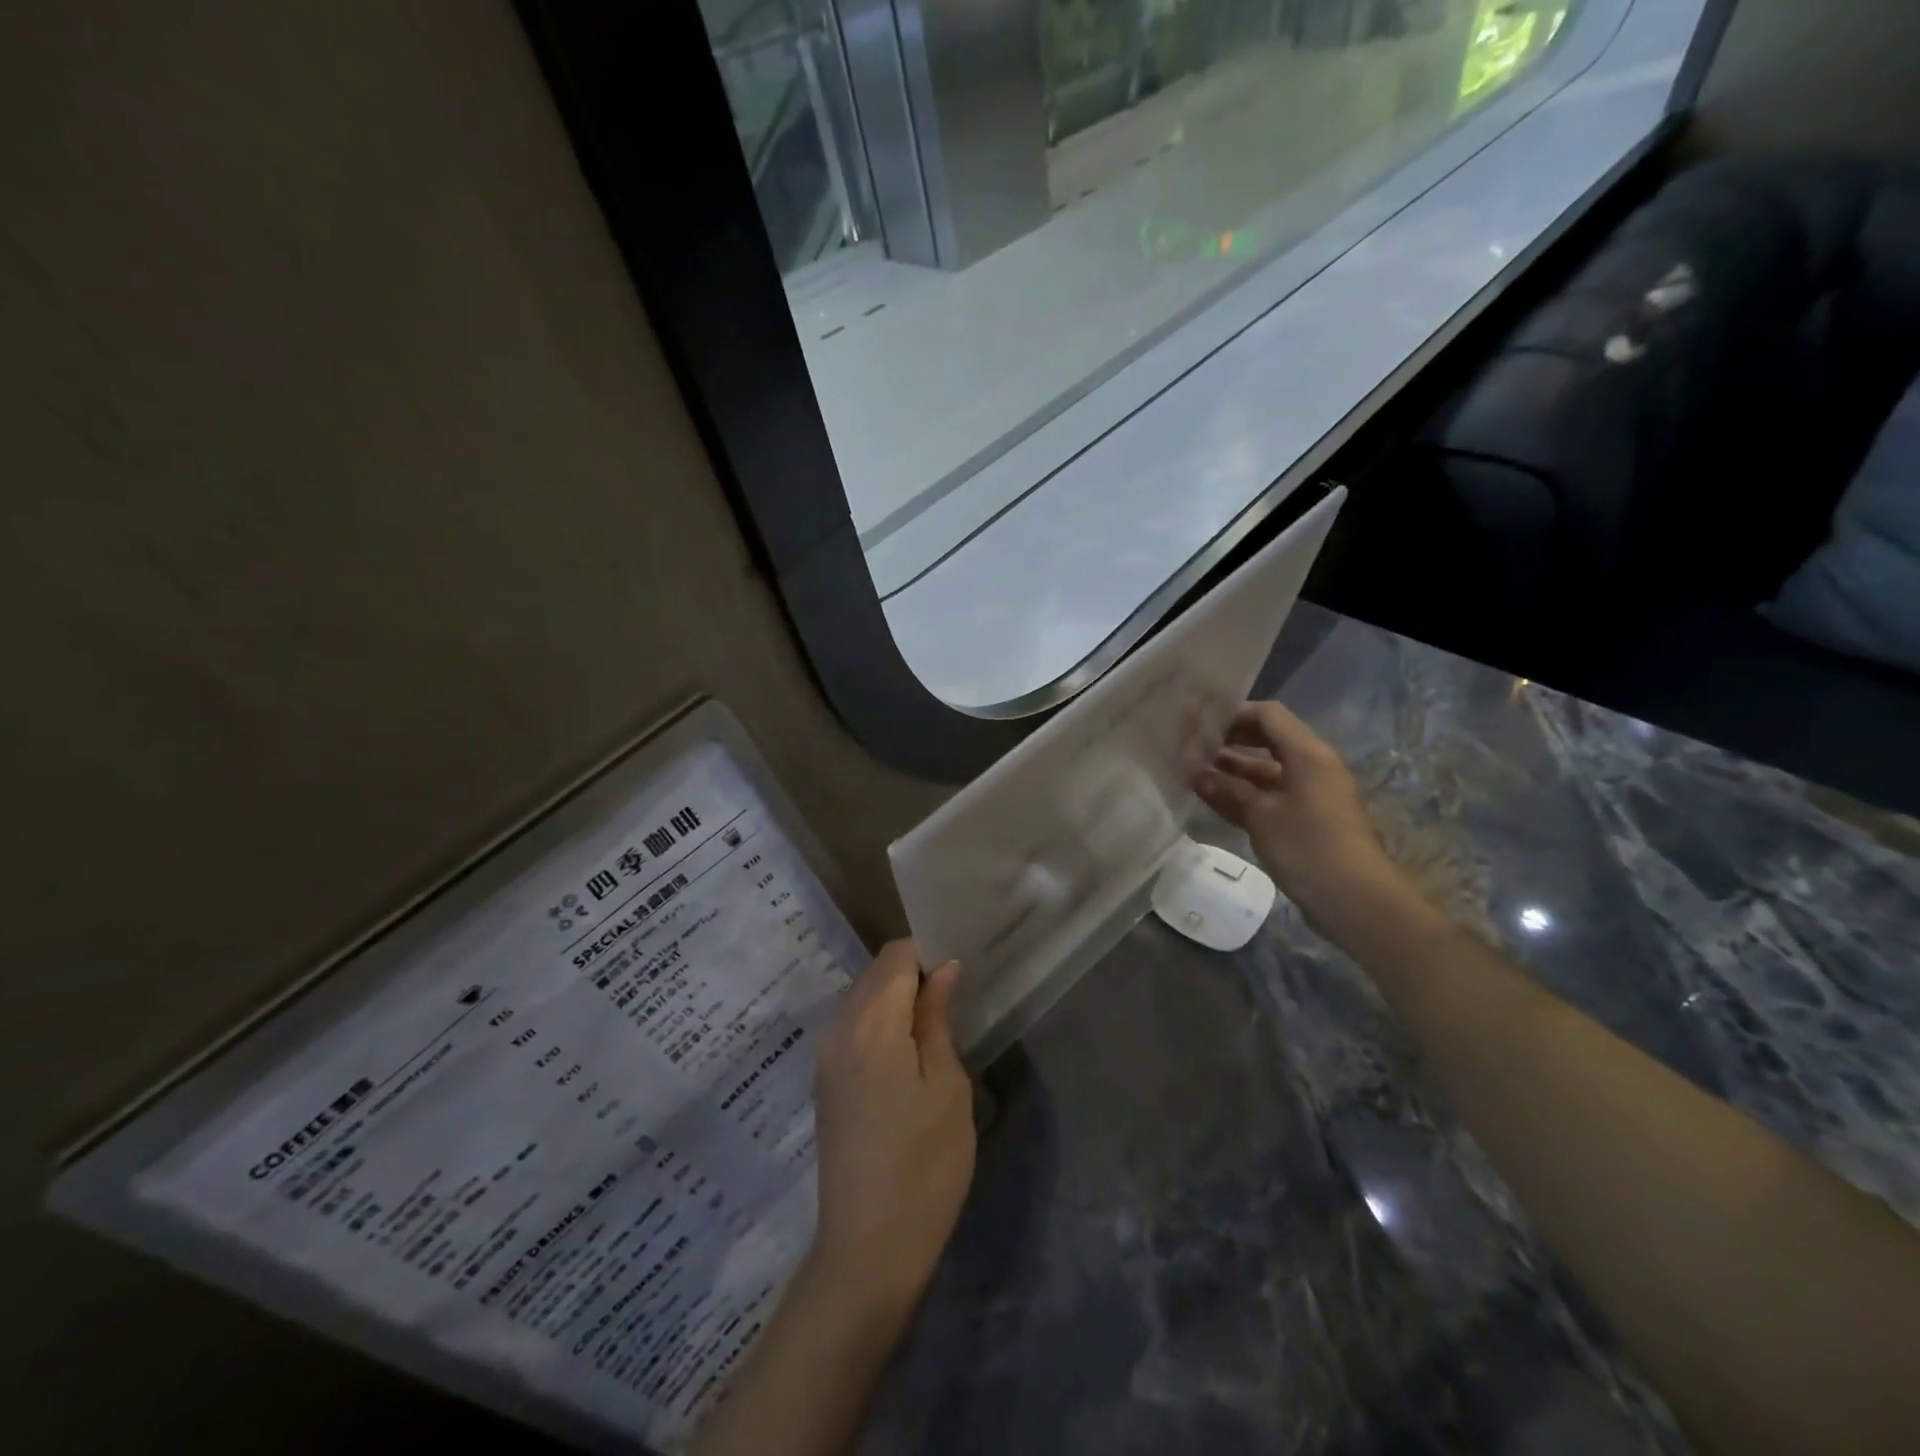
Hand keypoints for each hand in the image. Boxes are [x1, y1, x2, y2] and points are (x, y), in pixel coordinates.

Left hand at [808, 940, 975, 1323]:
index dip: (928, 952)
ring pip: (863, 998)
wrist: (868, 1251)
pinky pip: (853, 1026)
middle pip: (875, 974)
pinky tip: (909, 1047)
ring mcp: (826, 1057)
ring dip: (897, 997)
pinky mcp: (825, 1081)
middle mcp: (838, 1031)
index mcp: (870, 1027)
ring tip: (937, 1021)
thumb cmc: (925, 1166)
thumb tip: (943, 968)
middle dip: (913, 971)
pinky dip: (881, 1020)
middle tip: (955, 994)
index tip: (960, 969)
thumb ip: (937, 1019)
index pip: (895, 957)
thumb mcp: (947, 1087)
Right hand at [1195, 701, 1417, 940]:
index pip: (1269, 715)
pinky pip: (1274, 795)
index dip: (1235, 715)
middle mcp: (1313, 766)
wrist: (1355, 899)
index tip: (1201, 726)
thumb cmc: (1308, 846)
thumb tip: (1199, 776)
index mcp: (1308, 754)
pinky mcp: (1309, 819)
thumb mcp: (1261, 815)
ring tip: (1195, 774)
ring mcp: (1312, 794)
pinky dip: (1247, 794)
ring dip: (1235, 771)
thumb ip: (1228, 791)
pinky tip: (1216, 801)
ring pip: (1269, 770)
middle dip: (1231, 742)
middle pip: (1269, 740)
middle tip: (1193, 748)